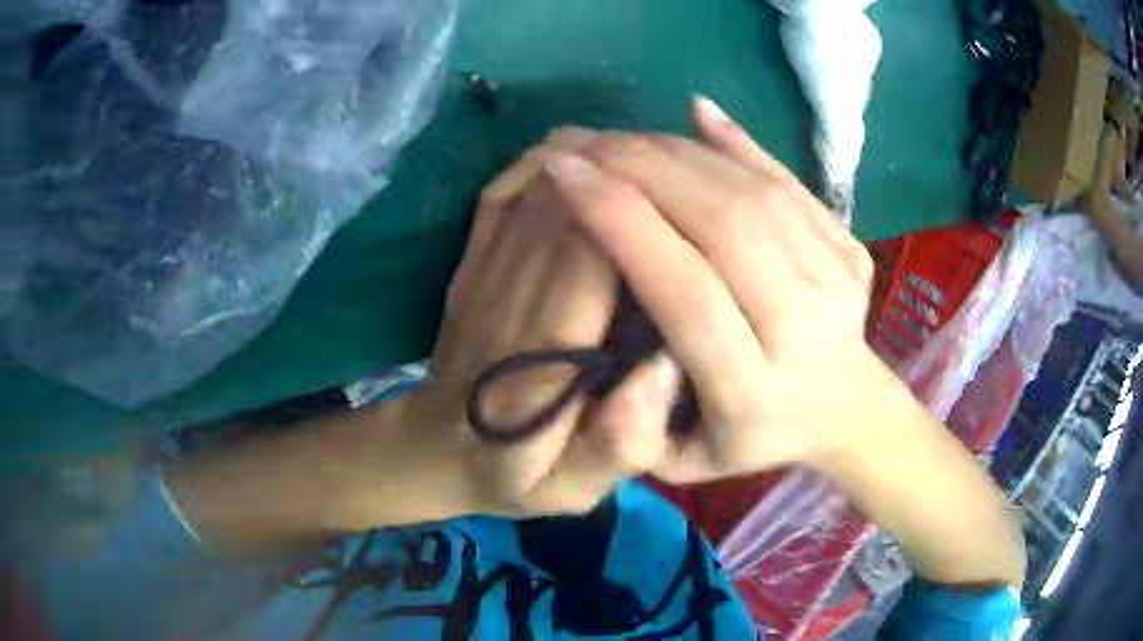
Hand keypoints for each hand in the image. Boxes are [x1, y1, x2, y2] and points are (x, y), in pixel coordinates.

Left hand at [400, 129, 680, 517]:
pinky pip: (502, 191)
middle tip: (676, 157)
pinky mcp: (469, 260)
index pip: (590, 258)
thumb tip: (662, 370)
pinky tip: (582, 149)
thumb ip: (615, 446)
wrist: (433, 449)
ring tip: (643, 150)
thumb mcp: (570, 490)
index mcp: (540, 356)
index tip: (683, 191)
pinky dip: (543, 158)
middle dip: (623, 170)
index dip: (636, 212)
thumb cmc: (512, 473)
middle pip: (565, 207)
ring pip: (535, 187)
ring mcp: (481, 271)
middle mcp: (508, 298)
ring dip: (591, 157)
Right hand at [543, 98, 880, 483]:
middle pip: (722, 223)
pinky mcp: (850, 246)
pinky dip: (738, 142)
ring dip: (677, 151)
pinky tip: (696, 115)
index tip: (565, 177)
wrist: (847, 413)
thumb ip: (632, 412)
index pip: (686, 290)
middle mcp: (802, 328)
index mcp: (753, 393)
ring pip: (751, 193)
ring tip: (621, 137)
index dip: (622, 223)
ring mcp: (836, 280)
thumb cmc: (750, 442)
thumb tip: (616, 300)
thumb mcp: (677, 462)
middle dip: (641, 169)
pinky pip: (788, 180)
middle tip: (582, 144)